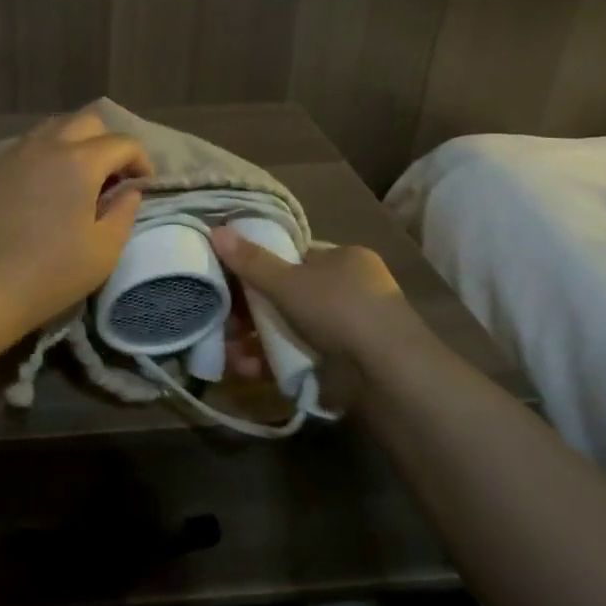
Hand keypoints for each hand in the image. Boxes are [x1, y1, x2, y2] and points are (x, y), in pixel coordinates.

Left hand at [0, 110, 151, 336]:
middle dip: (107, 143)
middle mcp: (45, 145)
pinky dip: (43, 156)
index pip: (122, 143)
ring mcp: (12, 154)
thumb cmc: (52, 273)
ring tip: (76, 179)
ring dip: (74, 144)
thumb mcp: (105, 249)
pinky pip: (25, 147)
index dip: (141, 161)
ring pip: (52, 128)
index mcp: (79, 161)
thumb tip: (128, 190)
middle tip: (111, 178)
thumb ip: (124, 211)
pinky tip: (42, 189)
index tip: (142, 187)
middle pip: (87, 121)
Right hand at [208, 228, 433, 371]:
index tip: (231, 282)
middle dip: (252, 311)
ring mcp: (350, 329)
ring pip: (291, 328)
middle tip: (225, 322)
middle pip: (289, 295)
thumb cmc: (339, 311)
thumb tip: (216, 230)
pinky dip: (274, 361)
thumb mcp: (288, 282)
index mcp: (345, 258)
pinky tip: (248, 369)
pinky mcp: (346, 364)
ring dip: (257, 340)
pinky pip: (300, 355)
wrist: (389, 375)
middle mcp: (351, 289)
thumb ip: (251, 261)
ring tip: (230, 353)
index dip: (261, 267)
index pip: (295, 256)